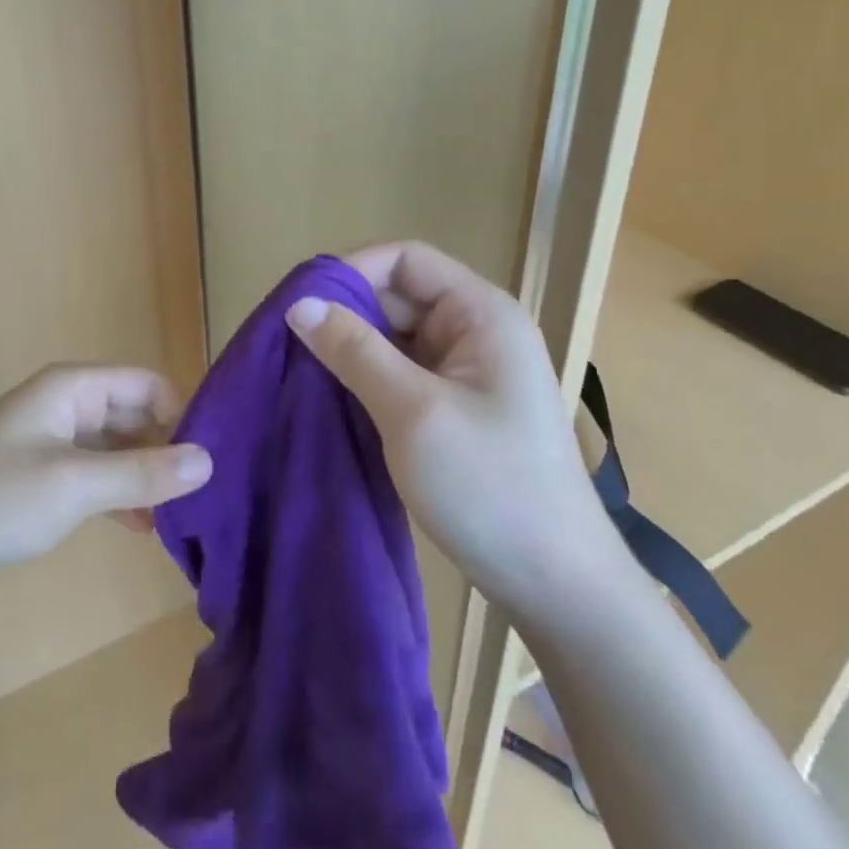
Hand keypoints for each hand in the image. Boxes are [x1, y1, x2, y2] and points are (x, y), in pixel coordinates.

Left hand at [0, 365, 212, 596]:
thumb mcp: (73, 485)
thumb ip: (142, 473)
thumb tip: (208, 461)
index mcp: (74, 387)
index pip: (149, 385)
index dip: (182, 418)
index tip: (208, 467)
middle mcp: (67, 404)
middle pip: (136, 415)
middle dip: (166, 451)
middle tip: (202, 501)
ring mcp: (52, 440)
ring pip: (117, 448)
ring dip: (144, 477)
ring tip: (180, 521)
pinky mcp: (40, 474)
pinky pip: (95, 474)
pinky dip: (119, 495)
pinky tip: (141, 528)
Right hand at [285, 241, 616, 620]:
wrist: (557, 588)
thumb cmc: (491, 487)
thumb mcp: (413, 411)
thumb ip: (354, 350)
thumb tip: (298, 304)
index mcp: (480, 313)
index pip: (405, 259)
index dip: (353, 271)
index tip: (304, 305)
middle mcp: (476, 330)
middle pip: (397, 295)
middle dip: (345, 314)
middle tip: (291, 345)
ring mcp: (467, 371)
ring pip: (393, 336)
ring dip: (351, 349)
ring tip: (302, 372)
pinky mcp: (455, 407)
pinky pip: (400, 372)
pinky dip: (365, 379)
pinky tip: (332, 399)